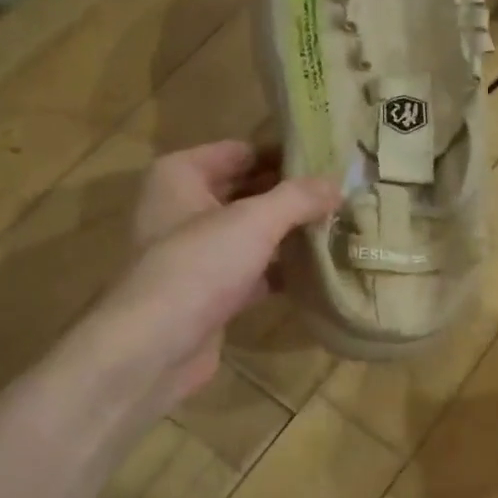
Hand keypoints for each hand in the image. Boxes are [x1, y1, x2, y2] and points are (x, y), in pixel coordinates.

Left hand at [48, 141, 338, 439]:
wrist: (154, 347)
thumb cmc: (199, 266)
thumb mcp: (254, 221)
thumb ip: (298, 198)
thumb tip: (337, 183)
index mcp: (181, 174)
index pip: (241, 150)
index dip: (284, 154)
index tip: (330, 161)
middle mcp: (183, 207)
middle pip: (247, 191)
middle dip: (291, 196)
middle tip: (342, 196)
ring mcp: (195, 252)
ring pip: (251, 233)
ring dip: (289, 233)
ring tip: (339, 228)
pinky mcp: (208, 292)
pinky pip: (251, 270)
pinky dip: (279, 270)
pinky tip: (318, 271)